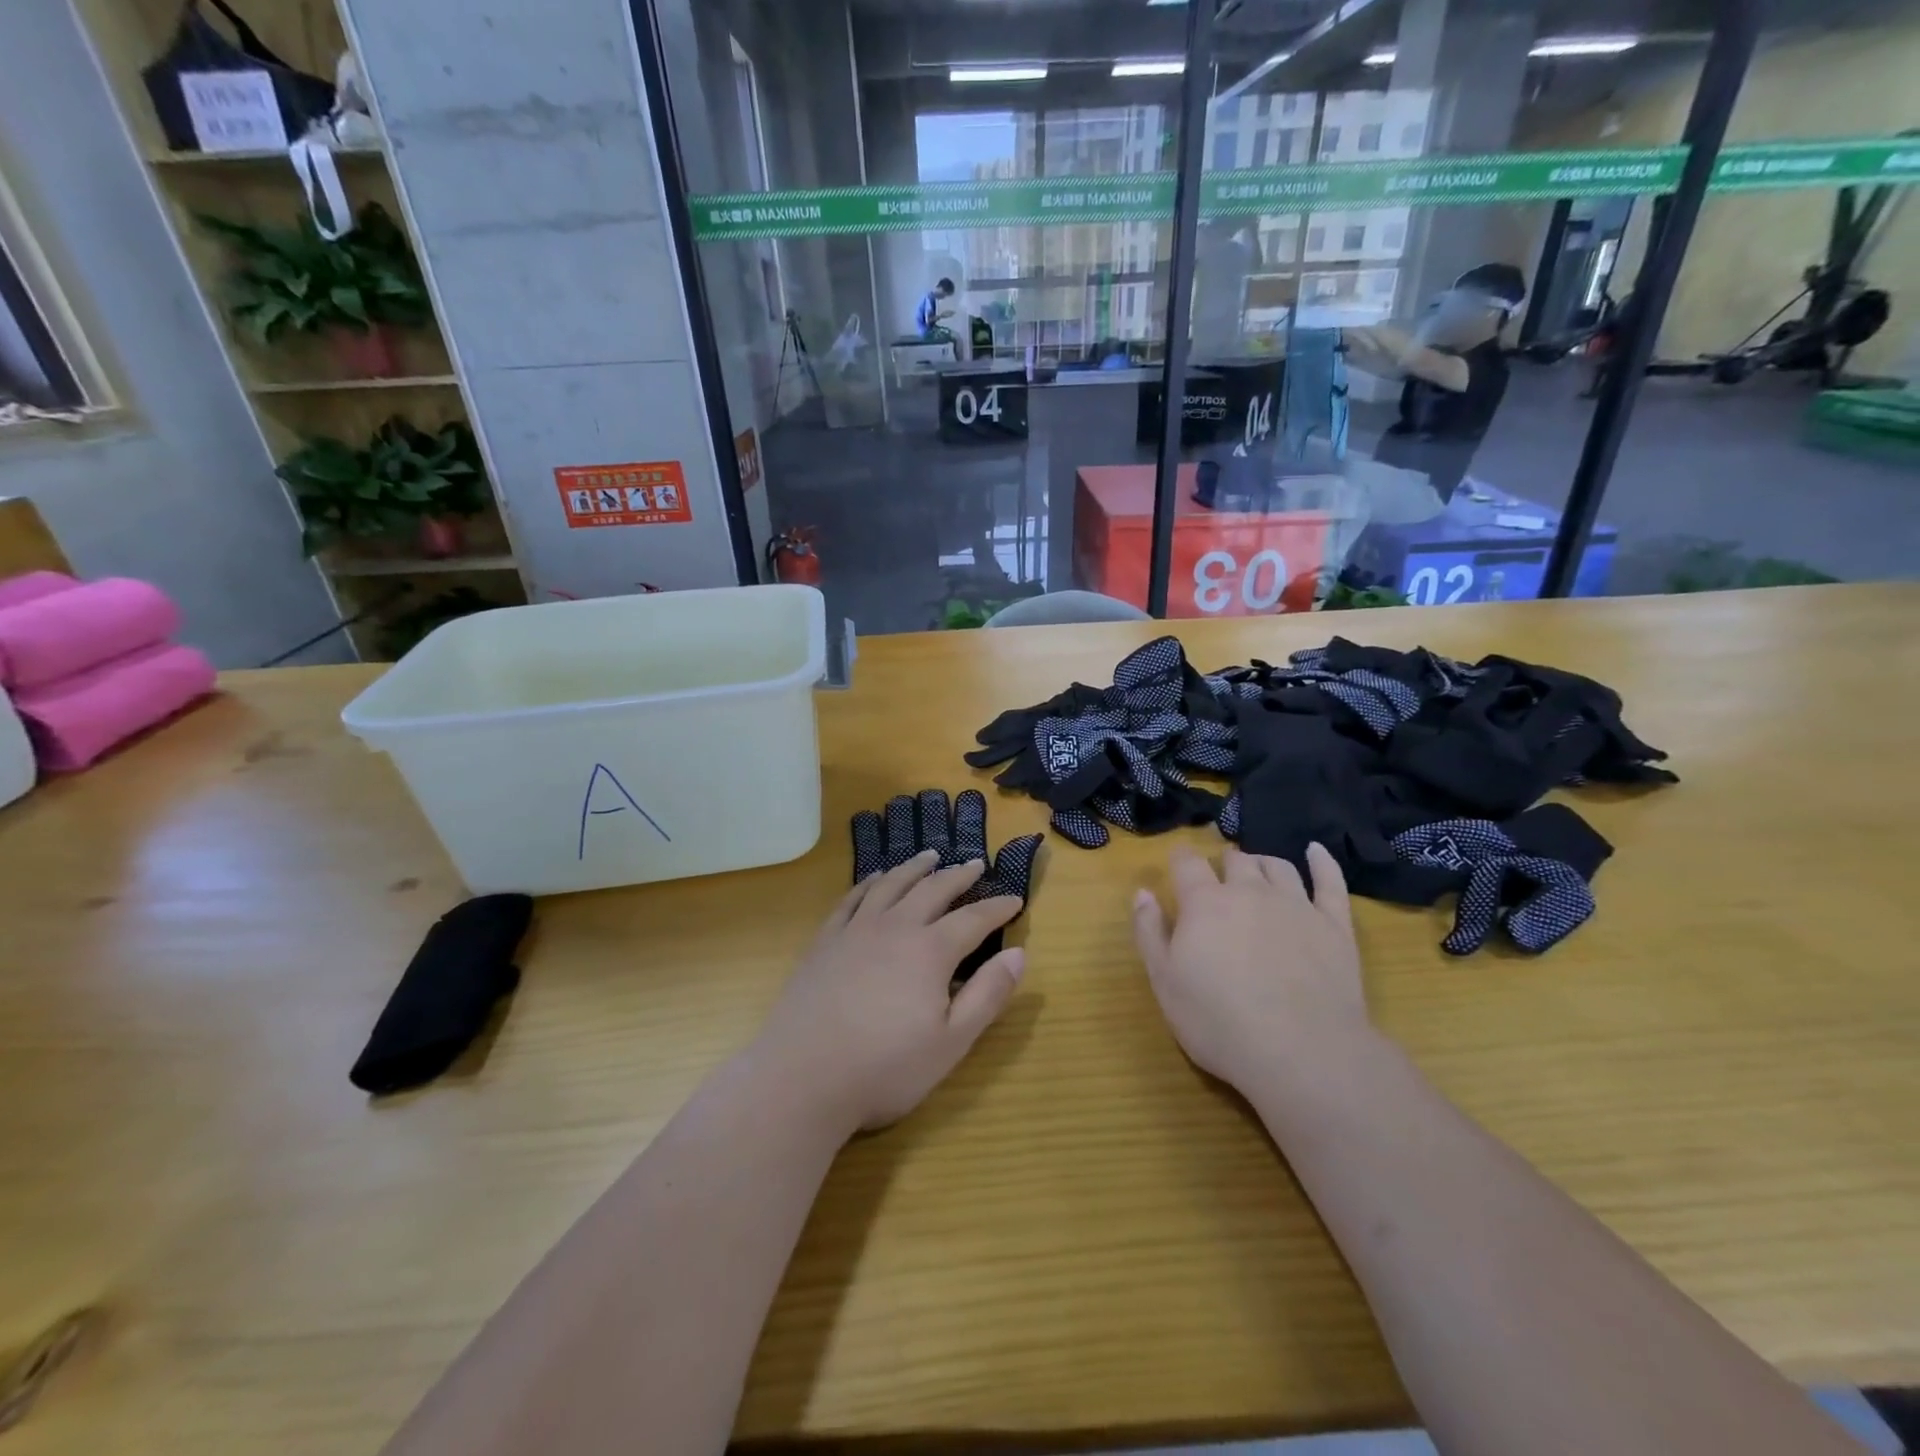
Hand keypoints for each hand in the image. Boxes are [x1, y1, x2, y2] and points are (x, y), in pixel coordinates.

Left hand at [752, 851, 1024, 1134]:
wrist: (802, 1077)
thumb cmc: (885, 1068)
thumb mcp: (951, 1042)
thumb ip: (987, 995)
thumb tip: (1019, 953)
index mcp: (930, 951)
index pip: (974, 919)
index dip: (997, 908)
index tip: (1014, 899)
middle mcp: (895, 927)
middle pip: (933, 890)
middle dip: (958, 876)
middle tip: (975, 864)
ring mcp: (856, 930)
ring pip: (891, 885)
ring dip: (914, 868)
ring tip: (929, 856)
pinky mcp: (825, 940)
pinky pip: (852, 898)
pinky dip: (869, 883)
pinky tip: (875, 879)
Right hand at [1131, 844, 1368, 1093]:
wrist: (1302, 1053)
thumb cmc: (1219, 1022)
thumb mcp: (1164, 982)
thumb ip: (1149, 932)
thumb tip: (1143, 893)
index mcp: (1204, 903)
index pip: (1187, 863)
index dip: (1180, 859)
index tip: (1177, 864)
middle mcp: (1250, 891)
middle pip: (1235, 860)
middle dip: (1223, 864)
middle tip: (1218, 880)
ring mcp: (1296, 905)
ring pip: (1278, 866)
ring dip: (1262, 863)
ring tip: (1256, 870)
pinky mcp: (1335, 925)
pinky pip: (1330, 881)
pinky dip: (1322, 862)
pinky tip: (1316, 851)